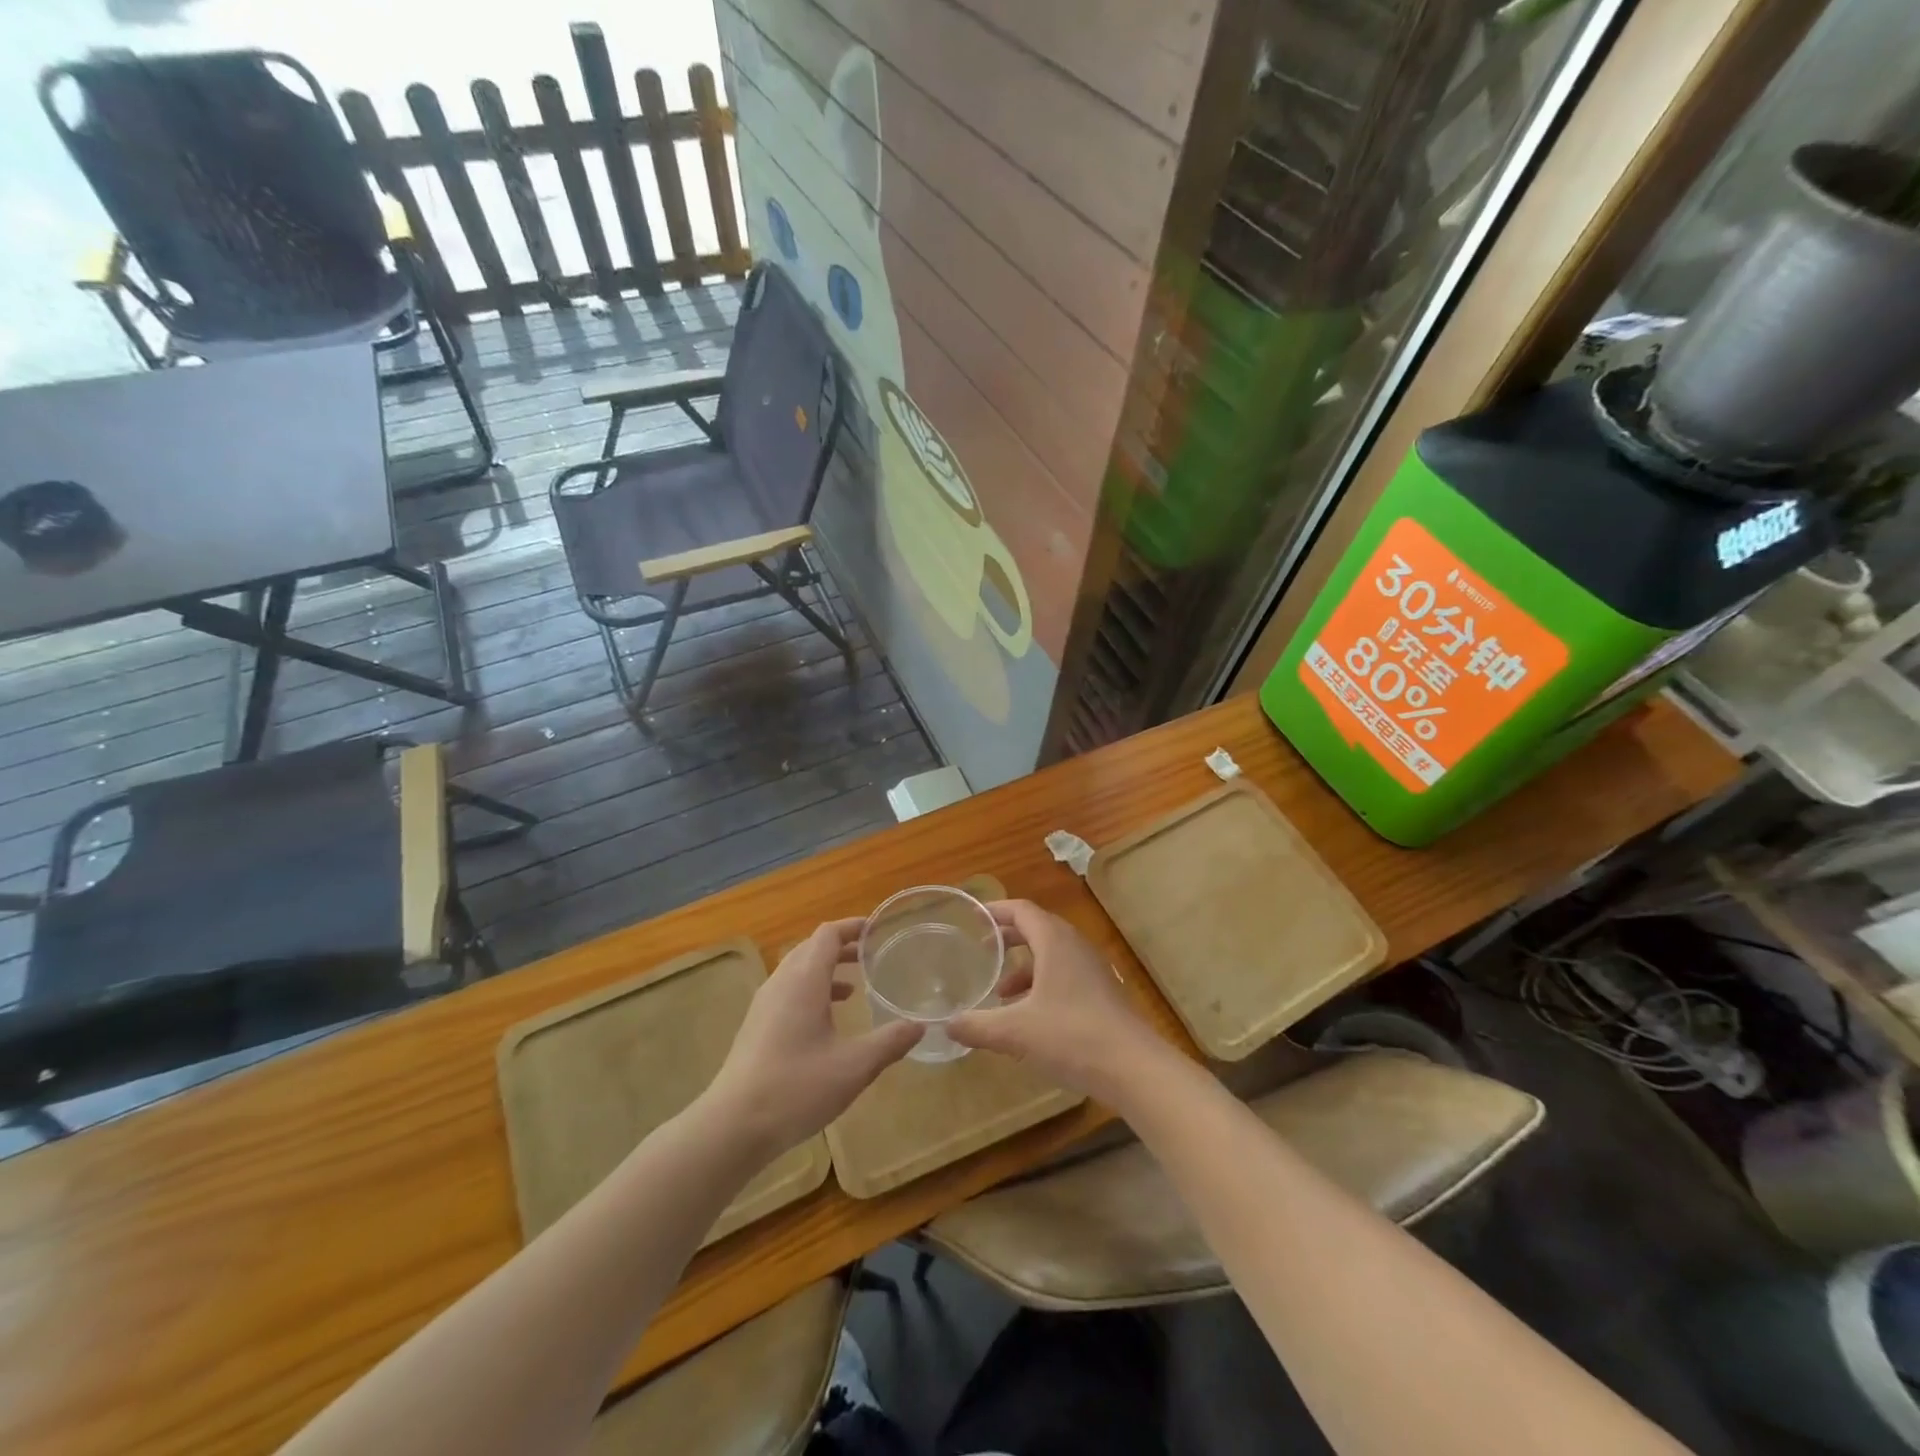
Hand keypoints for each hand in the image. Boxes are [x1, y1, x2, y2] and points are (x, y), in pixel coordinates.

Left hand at [702, 919, 920, 1157]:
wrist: (732, 1126)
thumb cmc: (796, 1088)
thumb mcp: (853, 1067)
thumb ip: (889, 1043)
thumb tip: (920, 1026)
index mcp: (804, 981)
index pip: (827, 935)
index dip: (852, 927)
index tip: (878, 929)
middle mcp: (781, 984)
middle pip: (811, 948)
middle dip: (842, 947)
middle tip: (872, 956)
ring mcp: (764, 1005)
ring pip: (798, 972)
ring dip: (826, 971)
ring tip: (856, 987)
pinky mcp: (756, 1027)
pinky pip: (788, 992)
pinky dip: (812, 992)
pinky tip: (827, 1021)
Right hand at [948, 900, 1159, 1101]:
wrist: (1134, 1068)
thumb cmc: (1072, 1036)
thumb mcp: (1015, 1032)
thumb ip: (978, 1026)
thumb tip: (947, 1024)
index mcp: (1054, 942)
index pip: (1022, 910)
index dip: (996, 911)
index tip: (973, 918)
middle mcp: (1075, 947)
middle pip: (1037, 929)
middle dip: (1008, 937)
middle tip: (982, 949)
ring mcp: (1093, 970)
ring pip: (1052, 955)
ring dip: (1025, 966)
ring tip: (1001, 992)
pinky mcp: (1102, 994)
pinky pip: (1065, 975)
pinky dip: (1042, 985)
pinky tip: (1030, 1017)